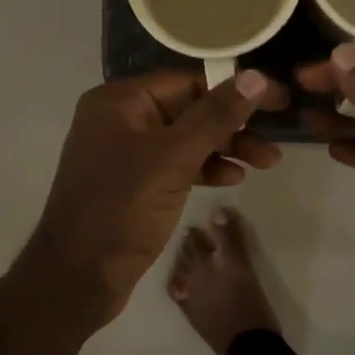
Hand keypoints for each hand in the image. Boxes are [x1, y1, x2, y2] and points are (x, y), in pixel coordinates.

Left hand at [29, 68, 289, 324]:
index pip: (188, 82)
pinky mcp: (134, 183)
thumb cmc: (122, 209)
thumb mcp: (173, 158)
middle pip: (190, 109)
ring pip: (187, 139)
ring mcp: (126, 153)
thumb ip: (216, 116)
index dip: (235, 89)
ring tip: (267, 162)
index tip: (277, 100)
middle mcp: (120, 119)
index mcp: (119, 102)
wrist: (76, 278)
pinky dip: (205, 168)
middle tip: (275, 139)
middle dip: (234, 125)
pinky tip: (232, 179)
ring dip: (226, 148)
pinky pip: (176, 164)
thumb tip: (256, 76)